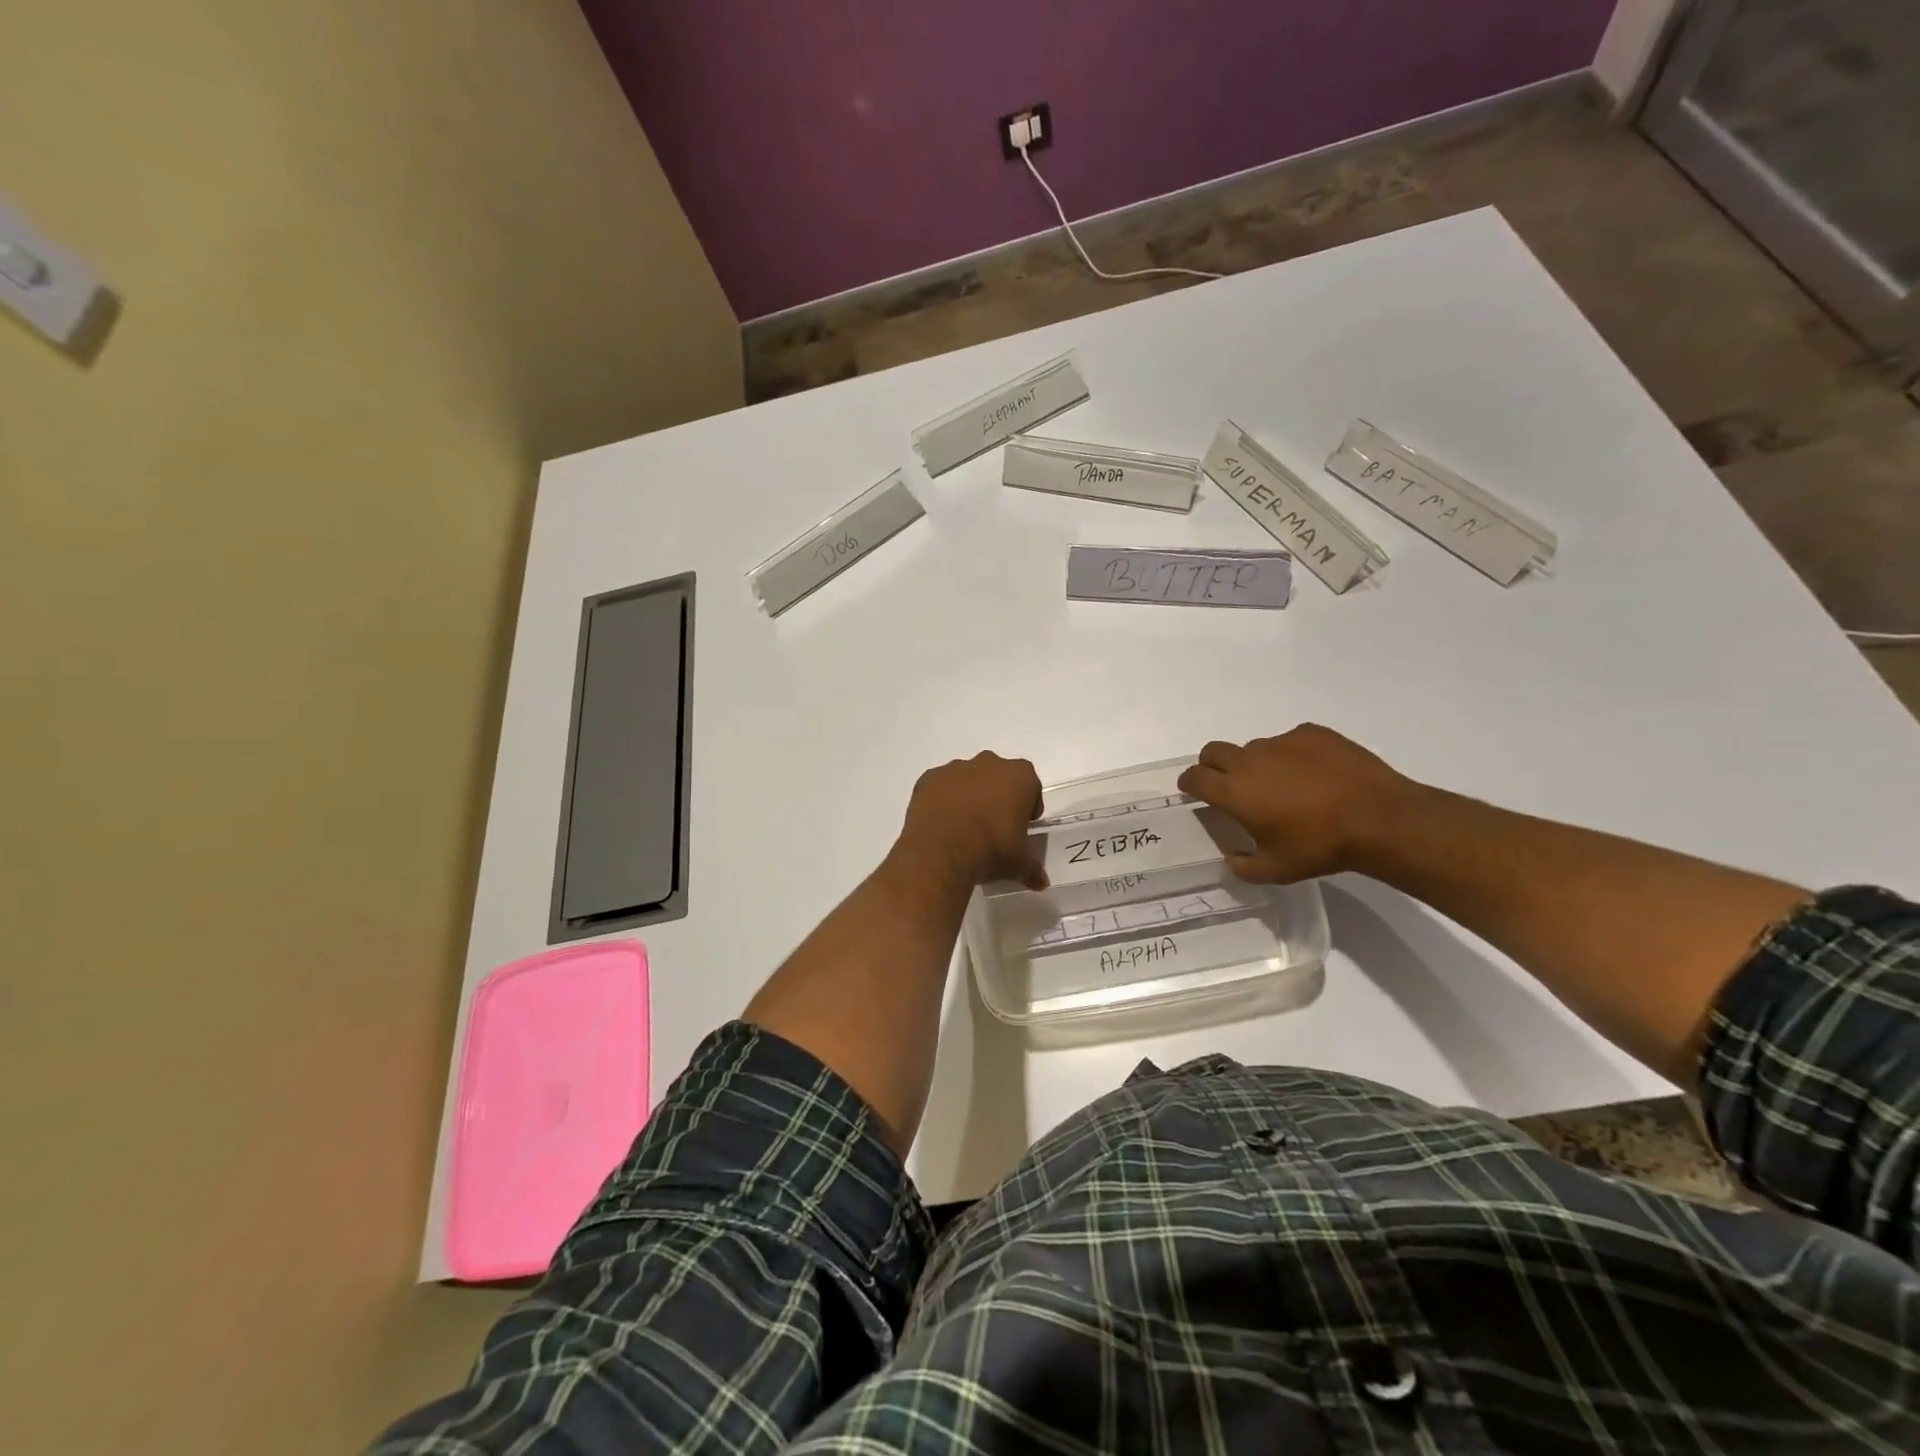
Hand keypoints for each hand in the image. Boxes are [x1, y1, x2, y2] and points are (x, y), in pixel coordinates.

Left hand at [893, 752, 1046, 891]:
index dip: (1027, 807)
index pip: (1031, 788)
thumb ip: (1032, 869)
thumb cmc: (991, 850)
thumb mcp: (1019, 865)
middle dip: (998, 797)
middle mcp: (989, 763)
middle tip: (993, 827)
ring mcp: (955, 768)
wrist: (941, 853)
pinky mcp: (929, 778)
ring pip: (968, 779)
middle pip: (999, 777)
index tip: (1021, 827)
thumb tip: (1041, 883)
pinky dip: (942, 800)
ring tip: (964, 828)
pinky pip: (941, 787)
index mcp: (1020, 776)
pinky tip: (941, 825)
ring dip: (969, 796)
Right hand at [1176, 725, 1418, 882]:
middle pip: (1213, 751)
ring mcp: (1282, 742)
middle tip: (1229, 786)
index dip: (1189, 784)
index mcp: (1234, 791)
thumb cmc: (1320, 847)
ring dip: (1256, 764)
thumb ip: (1242, 865)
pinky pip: (1289, 741)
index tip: (1194, 792)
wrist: (1379, 819)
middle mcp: (1250, 760)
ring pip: (1254, 748)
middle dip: (1212, 766)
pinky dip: (1291, 755)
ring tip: (1283, 786)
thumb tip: (1231, 857)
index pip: (1195, 777)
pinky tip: (1313, 774)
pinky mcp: (1312, 733)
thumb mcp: (1276, 870)